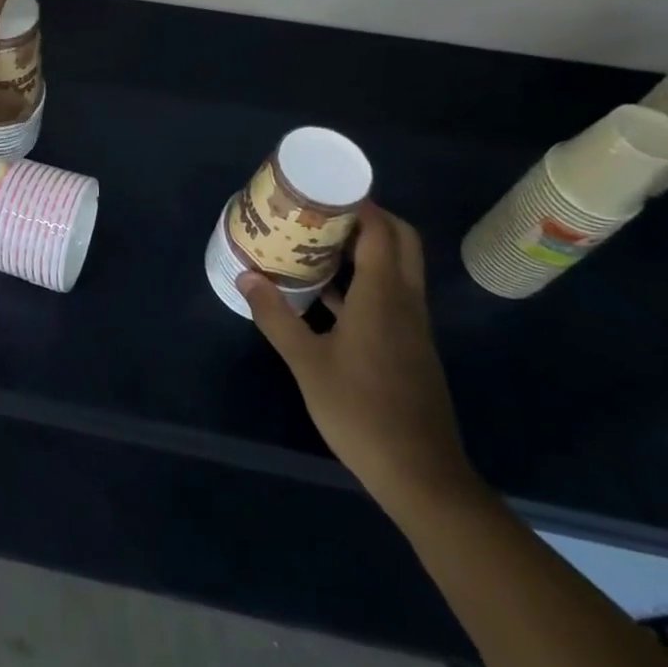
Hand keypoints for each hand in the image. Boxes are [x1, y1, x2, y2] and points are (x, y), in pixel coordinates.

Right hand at [237, 204, 478, 513]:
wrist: (421, 475)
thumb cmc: (361, 411)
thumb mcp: (307, 363)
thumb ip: (276, 317)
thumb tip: (247, 277)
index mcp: (384, 297)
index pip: (383, 232)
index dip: (361, 205)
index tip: (326, 191)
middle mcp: (405, 303)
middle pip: (400, 243)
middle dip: (367, 219)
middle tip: (324, 213)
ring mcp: (411, 327)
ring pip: (396, 270)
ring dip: (364, 250)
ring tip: (317, 244)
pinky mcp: (409, 348)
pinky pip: (389, 296)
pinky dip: (364, 282)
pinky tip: (327, 296)